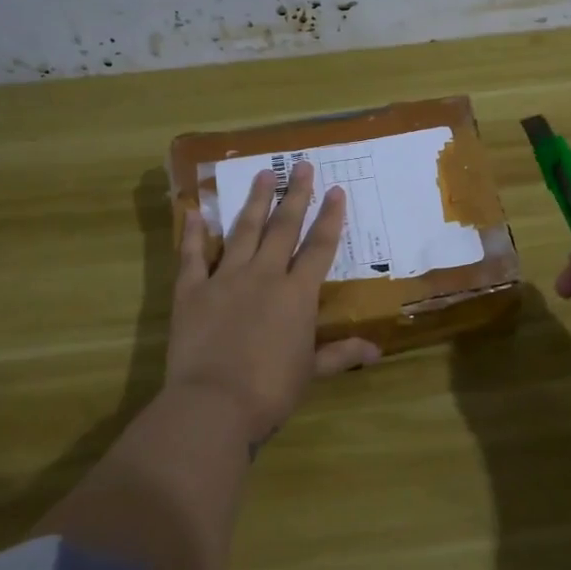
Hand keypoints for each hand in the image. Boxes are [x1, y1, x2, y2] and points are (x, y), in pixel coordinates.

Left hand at [166, 161, 380, 446]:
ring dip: (254, 201)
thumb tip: (378, 351)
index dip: (330, 218)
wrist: (214, 404)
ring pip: (243, 231)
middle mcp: (264, 275)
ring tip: (262, 174)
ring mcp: (225, 278)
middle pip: (283, 228)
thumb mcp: (311, 372)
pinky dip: (194, 232)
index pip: (319, 247)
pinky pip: (192, 254)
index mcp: (297, 294)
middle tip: (301, 165)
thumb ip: (341, 354)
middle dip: (295, 195)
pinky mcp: (191, 290)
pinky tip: (195, 209)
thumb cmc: (270, 391)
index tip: (336, 190)